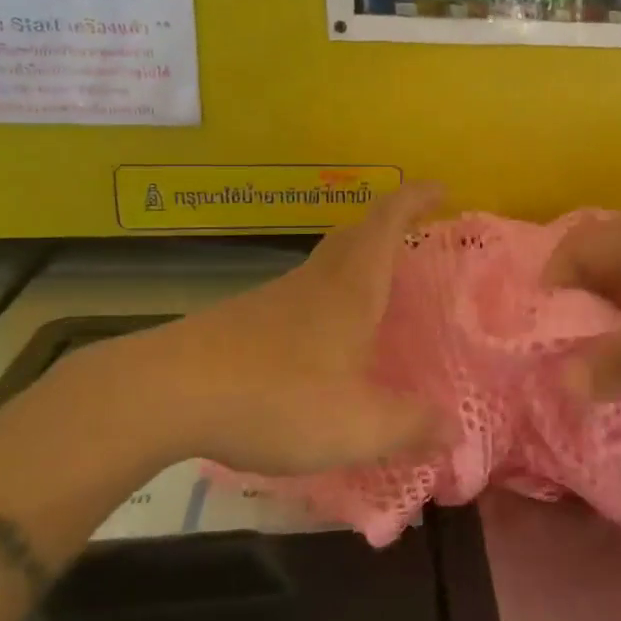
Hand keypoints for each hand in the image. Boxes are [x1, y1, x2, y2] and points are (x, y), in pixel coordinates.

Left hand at [89, 184, 445, 476]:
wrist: (166, 395)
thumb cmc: (277, 397)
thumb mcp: (357, 424)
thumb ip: (410, 427)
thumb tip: (454, 430)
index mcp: (350, 288)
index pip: (387, 221)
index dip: (415, 198)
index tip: (441, 190)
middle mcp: (315, 281)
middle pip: (354, 234)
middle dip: (387, 227)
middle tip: (414, 243)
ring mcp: (275, 298)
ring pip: (325, 266)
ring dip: (355, 267)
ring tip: (378, 303)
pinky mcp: (245, 321)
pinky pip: (300, 297)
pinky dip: (325, 303)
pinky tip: (324, 347)